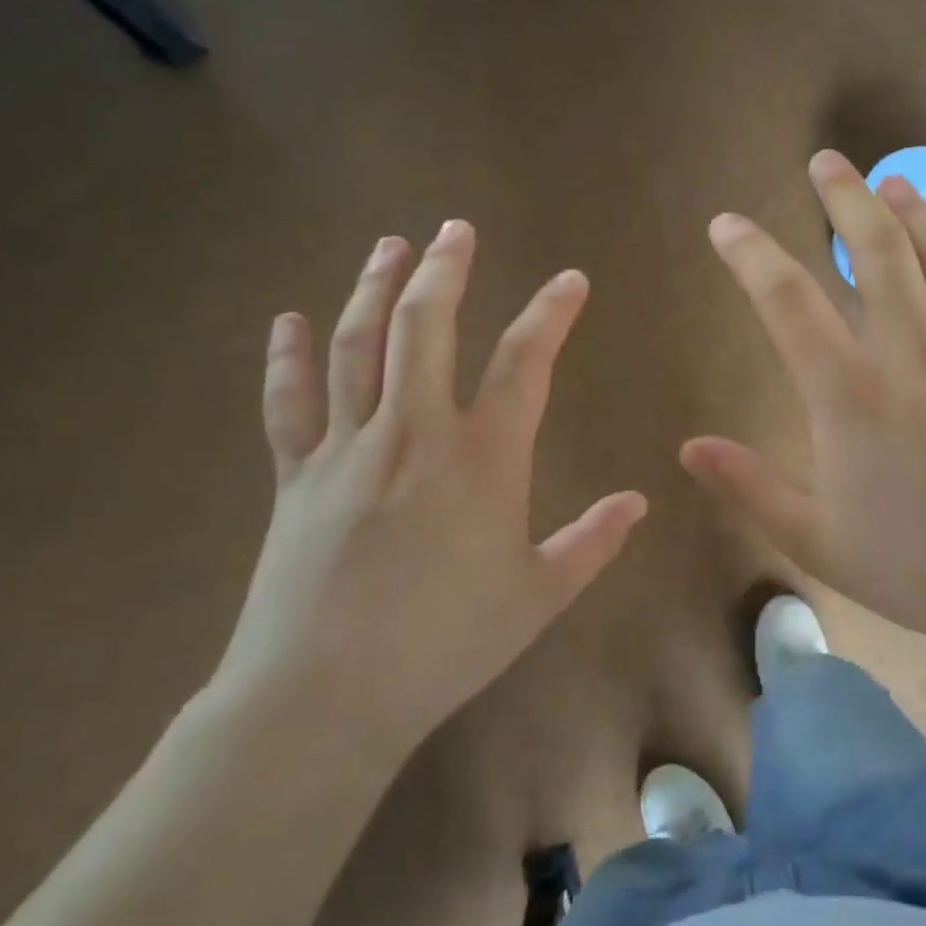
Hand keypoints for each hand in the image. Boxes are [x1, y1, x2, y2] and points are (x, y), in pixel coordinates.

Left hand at [212, 227, 646, 758]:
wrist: (327, 696)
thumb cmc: (447, 644)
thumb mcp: (539, 597)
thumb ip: (592, 542)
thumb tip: (639, 502)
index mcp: (483, 460)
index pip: (524, 363)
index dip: (550, 314)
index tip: (569, 280)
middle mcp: (415, 433)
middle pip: (426, 328)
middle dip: (445, 270)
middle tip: (456, 228)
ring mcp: (348, 449)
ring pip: (358, 347)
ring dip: (374, 288)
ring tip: (389, 246)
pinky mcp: (295, 476)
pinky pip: (288, 402)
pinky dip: (287, 357)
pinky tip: (288, 319)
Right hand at [682, 152, 925, 639]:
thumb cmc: (920, 569)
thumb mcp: (817, 540)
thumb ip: (750, 486)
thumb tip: (689, 448)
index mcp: (850, 392)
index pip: (787, 300)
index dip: (750, 254)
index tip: (727, 225)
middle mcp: (912, 351)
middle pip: (876, 249)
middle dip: (845, 197)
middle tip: (825, 162)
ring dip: (914, 211)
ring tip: (893, 182)